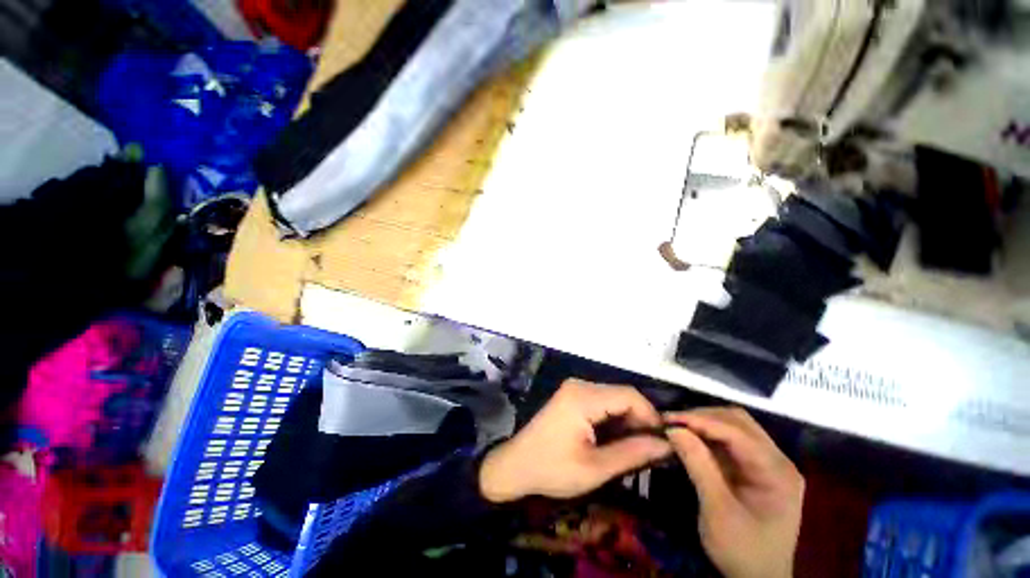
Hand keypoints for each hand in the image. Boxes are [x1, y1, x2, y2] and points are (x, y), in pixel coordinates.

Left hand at [479, 379, 671, 502]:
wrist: (516, 465)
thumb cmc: (552, 469)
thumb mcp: (595, 468)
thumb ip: (632, 454)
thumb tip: (667, 445)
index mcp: (583, 397)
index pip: (630, 395)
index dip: (651, 417)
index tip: (664, 444)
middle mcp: (580, 385)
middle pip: (623, 395)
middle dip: (641, 421)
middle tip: (652, 451)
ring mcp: (575, 389)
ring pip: (614, 399)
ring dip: (628, 422)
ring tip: (636, 450)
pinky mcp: (573, 396)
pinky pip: (603, 403)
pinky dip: (614, 420)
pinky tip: (617, 441)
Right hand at [665, 408, 803, 577]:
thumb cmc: (742, 550)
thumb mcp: (717, 511)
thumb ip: (698, 466)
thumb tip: (673, 429)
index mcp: (777, 471)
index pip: (736, 432)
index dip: (700, 420)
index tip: (668, 419)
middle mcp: (778, 460)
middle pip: (738, 421)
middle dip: (702, 416)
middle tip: (671, 421)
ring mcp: (768, 463)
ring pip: (734, 425)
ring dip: (704, 422)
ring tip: (677, 426)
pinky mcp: (756, 467)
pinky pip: (730, 440)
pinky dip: (707, 434)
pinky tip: (690, 437)